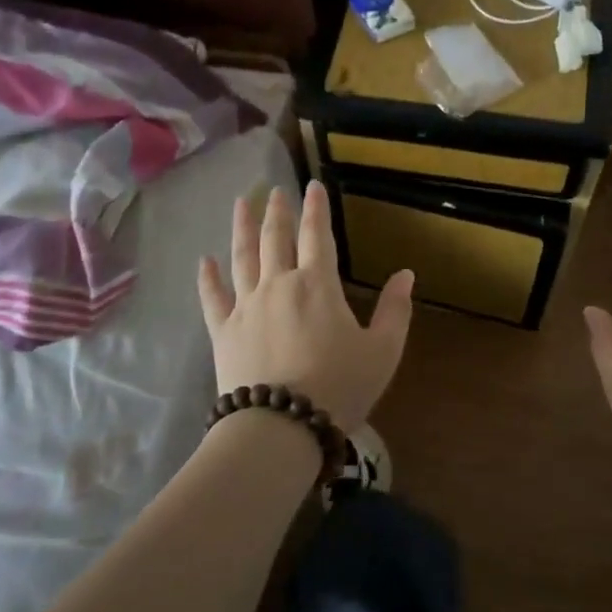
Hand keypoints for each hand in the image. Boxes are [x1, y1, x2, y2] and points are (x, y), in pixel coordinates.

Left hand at [197, 181, 414, 432]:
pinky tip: (204, 260)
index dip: (316, 208)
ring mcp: (247, 305)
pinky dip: (208, 277)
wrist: (281, 427)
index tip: (312, 185)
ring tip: (241, 204)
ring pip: (242, 257)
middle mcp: (279, 284)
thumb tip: (406, 274)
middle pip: (276, 238)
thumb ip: (395, 310)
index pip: (317, 235)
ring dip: (242, 228)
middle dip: (277, 211)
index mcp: (318, 284)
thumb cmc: (339, 387)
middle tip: (274, 190)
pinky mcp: (223, 331)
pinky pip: (213, 297)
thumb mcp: (382, 351)